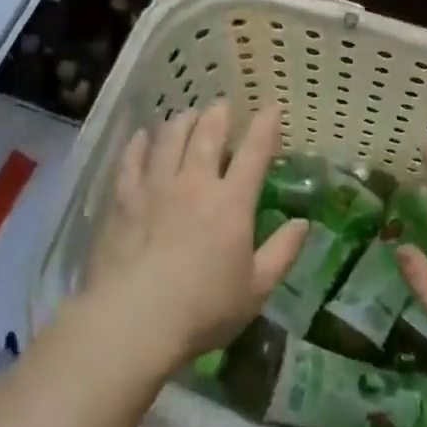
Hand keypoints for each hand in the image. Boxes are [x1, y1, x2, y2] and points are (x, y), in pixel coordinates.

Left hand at [82, 100, 308, 367]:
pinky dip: (139, 145)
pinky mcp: (123, 201)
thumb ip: (282, 252)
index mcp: (232, 202)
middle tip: (223, 106)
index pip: (254, 152)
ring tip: (187, 115)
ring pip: (170, 139)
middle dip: (219, 115)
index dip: (265, 126)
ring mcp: (155, 188)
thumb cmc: (204, 308)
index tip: (272, 107)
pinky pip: (131, 161)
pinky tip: (142, 136)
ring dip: (182, 122)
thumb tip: (303, 223)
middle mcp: (195, 183)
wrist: (134, 321)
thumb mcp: (256, 288)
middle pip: (207, 135)